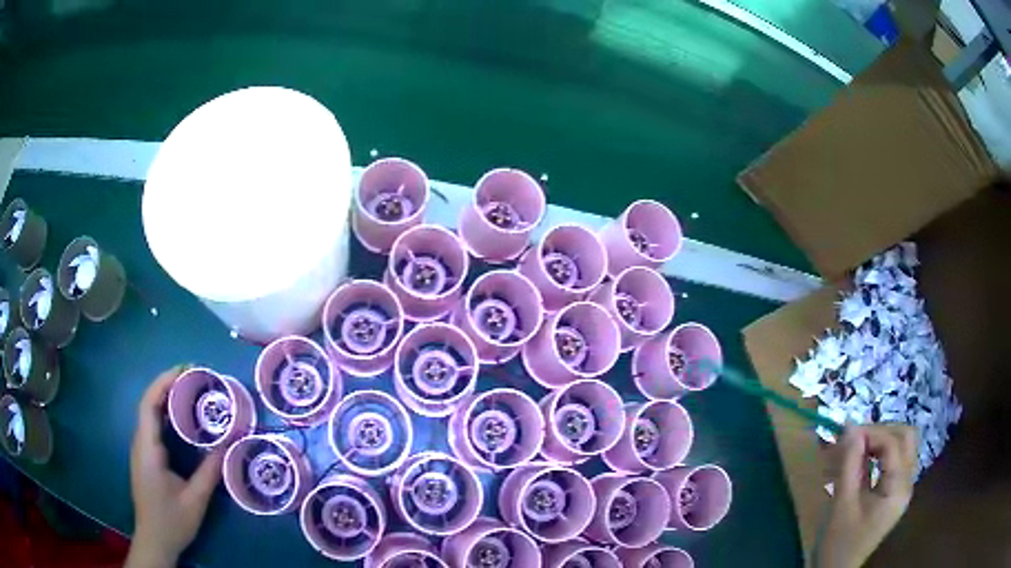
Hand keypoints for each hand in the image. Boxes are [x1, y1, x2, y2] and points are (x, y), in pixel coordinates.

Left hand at [126, 366, 223, 567]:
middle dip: (168, 385)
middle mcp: (140, 443)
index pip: (149, 404)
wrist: (154, 541)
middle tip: (194, 378)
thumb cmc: (172, 521)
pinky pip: (153, 427)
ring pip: (149, 414)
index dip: (164, 382)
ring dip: (166, 398)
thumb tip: (228, 446)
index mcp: (148, 449)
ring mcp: (141, 450)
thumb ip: (209, 473)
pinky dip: (165, 414)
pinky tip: (181, 419)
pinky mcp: (145, 457)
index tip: (186, 371)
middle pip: (148, 403)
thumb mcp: (194, 501)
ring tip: (191, 392)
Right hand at [814, 424, 917, 567]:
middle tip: (854, 439)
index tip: (845, 434)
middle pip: (905, 438)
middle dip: (880, 432)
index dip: (871, 433)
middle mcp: (907, 483)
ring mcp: (901, 487)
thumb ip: (849, 463)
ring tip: (853, 450)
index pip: (893, 444)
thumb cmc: (839, 542)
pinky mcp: (892, 492)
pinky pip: (892, 462)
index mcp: (898, 488)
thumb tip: (850, 426)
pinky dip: (877, 456)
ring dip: (879, 442)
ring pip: (900, 447)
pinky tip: (858, 463)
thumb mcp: (842, 504)